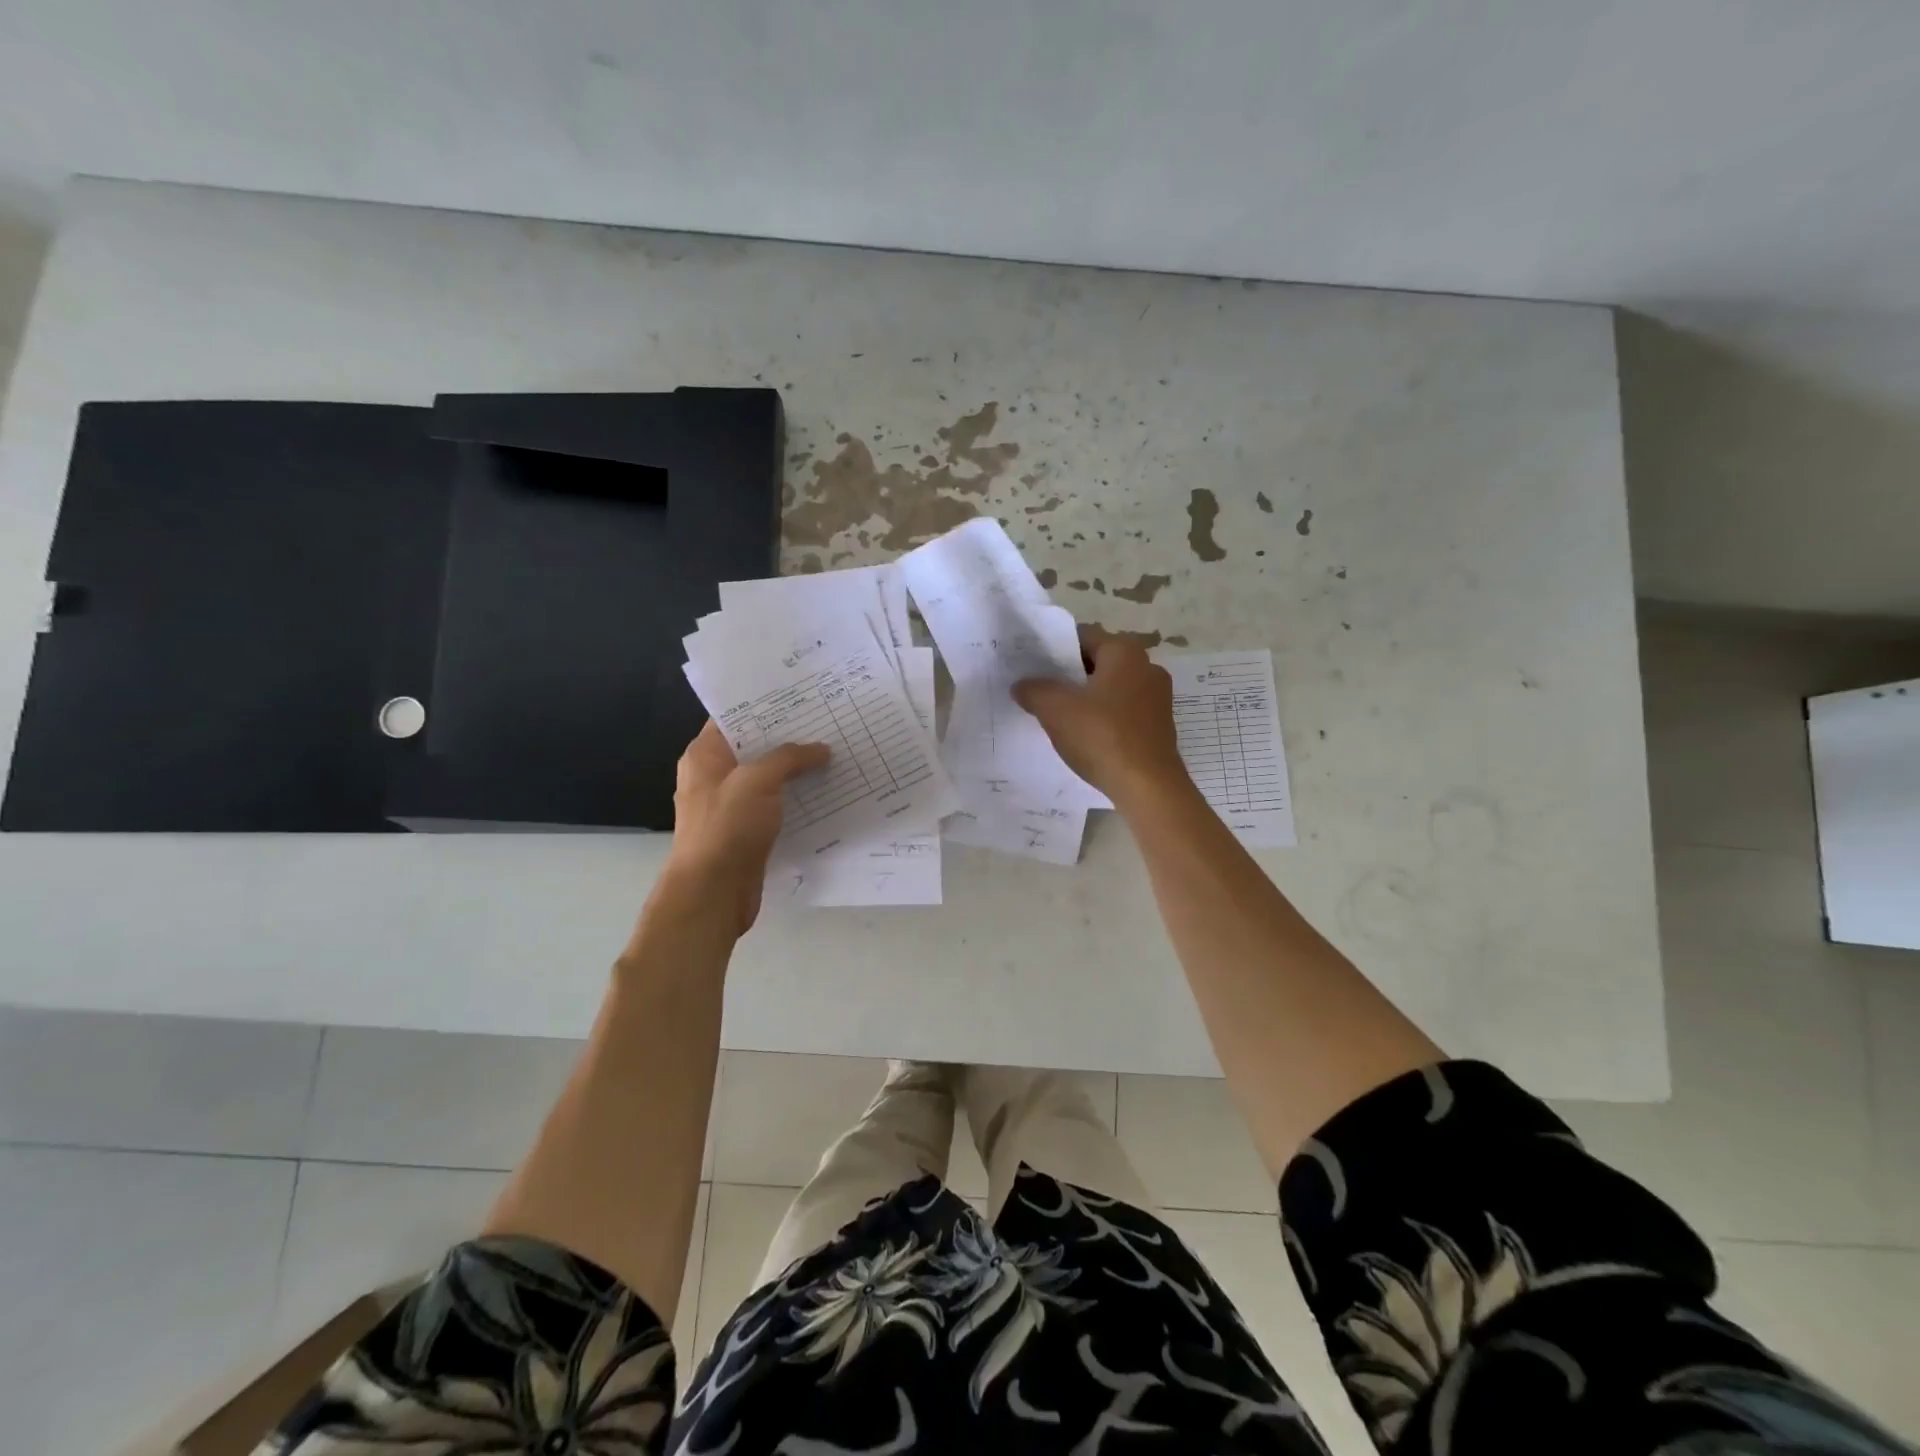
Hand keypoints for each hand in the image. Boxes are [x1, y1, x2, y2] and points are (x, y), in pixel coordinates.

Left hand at [655, 722, 830, 935]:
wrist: (713, 894)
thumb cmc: (726, 828)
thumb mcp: (757, 781)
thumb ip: (789, 758)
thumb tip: (821, 749)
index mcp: (704, 756)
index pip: (733, 717)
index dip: (765, 705)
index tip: (801, 695)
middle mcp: (715, 777)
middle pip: (755, 747)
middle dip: (789, 737)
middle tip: (828, 721)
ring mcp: (732, 805)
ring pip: (769, 778)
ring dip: (797, 770)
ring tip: (836, 752)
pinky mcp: (749, 830)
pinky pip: (777, 805)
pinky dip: (797, 798)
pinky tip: (827, 791)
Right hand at [1013, 625, 1191, 805]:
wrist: (1147, 787)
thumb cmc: (1101, 736)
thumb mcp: (1055, 710)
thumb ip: (1034, 690)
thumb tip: (1021, 685)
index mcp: (1125, 652)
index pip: (1082, 636)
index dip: (1054, 649)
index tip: (1032, 666)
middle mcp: (1147, 667)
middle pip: (1098, 662)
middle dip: (1069, 675)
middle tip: (1040, 690)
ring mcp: (1157, 697)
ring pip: (1110, 688)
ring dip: (1086, 698)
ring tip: (1058, 715)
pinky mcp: (1159, 725)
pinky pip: (1123, 711)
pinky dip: (1104, 718)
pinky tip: (1085, 736)